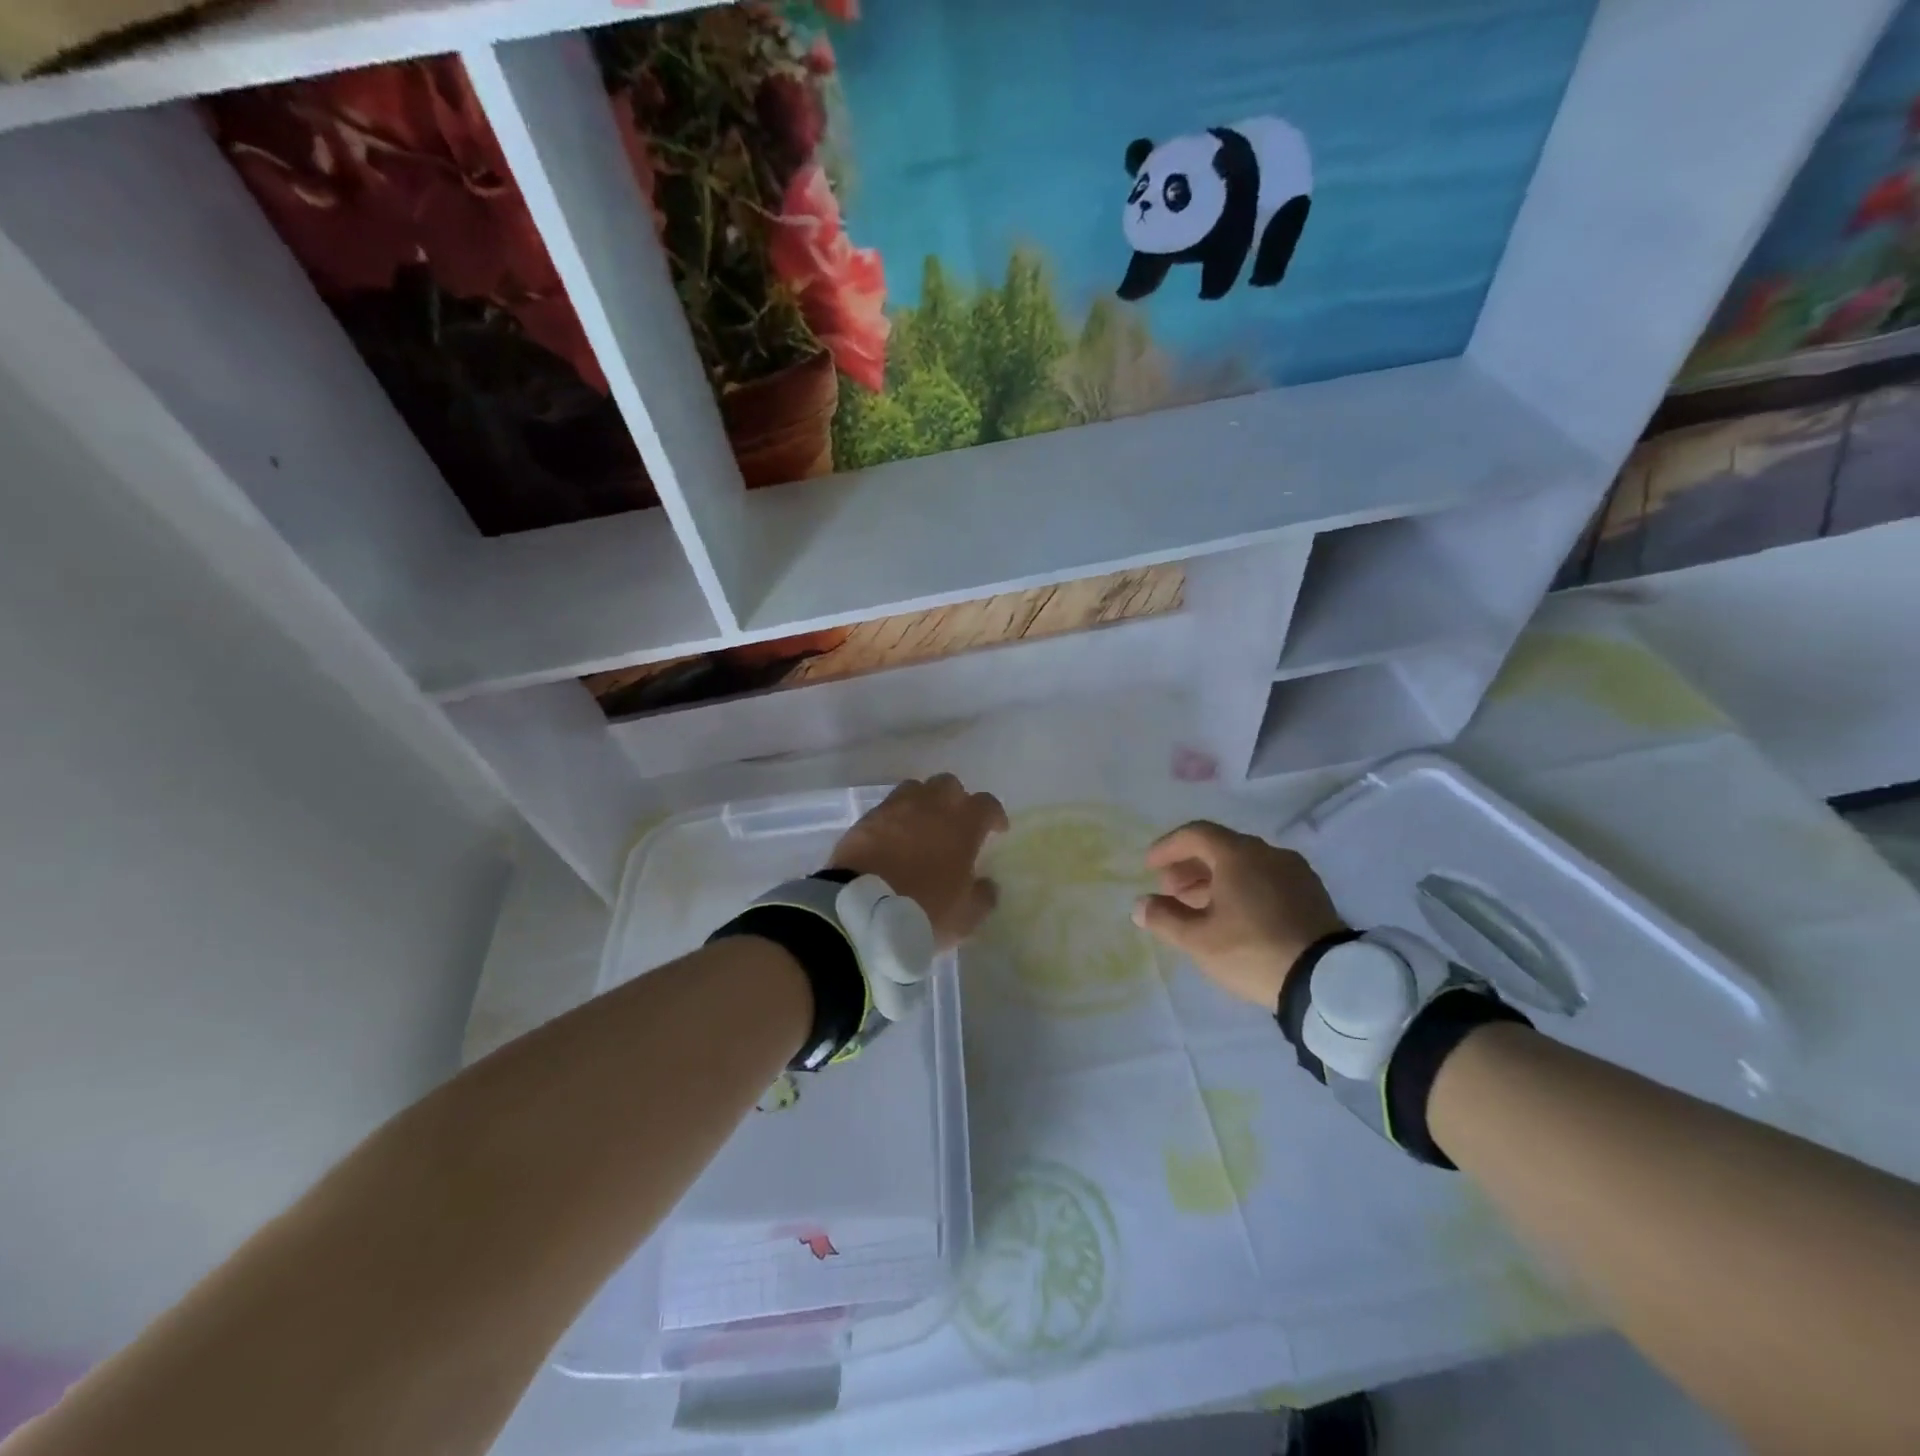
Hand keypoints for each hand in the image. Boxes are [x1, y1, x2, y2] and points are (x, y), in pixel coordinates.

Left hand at [829, 774, 1008, 949]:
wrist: (860, 909)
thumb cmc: (923, 910)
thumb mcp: (965, 917)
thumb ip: (983, 897)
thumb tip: (987, 885)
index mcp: (962, 824)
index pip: (987, 804)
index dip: (994, 815)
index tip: (996, 829)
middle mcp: (930, 805)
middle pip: (949, 785)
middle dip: (957, 799)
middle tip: (956, 823)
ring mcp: (895, 808)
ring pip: (915, 789)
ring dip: (924, 802)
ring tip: (923, 825)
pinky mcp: (867, 818)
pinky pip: (888, 807)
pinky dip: (896, 817)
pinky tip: (894, 837)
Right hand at [1132, 821, 1345, 1008]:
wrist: (1327, 981)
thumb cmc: (1252, 951)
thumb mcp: (1198, 940)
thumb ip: (1164, 918)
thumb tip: (1140, 904)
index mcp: (1238, 854)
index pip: (1195, 834)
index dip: (1167, 847)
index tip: (1149, 867)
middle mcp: (1268, 853)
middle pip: (1220, 847)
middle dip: (1190, 866)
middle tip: (1170, 890)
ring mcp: (1294, 871)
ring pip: (1245, 864)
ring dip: (1216, 878)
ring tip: (1199, 906)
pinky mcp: (1312, 893)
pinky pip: (1267, 878)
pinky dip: (1243, 887)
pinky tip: (1235, 915)